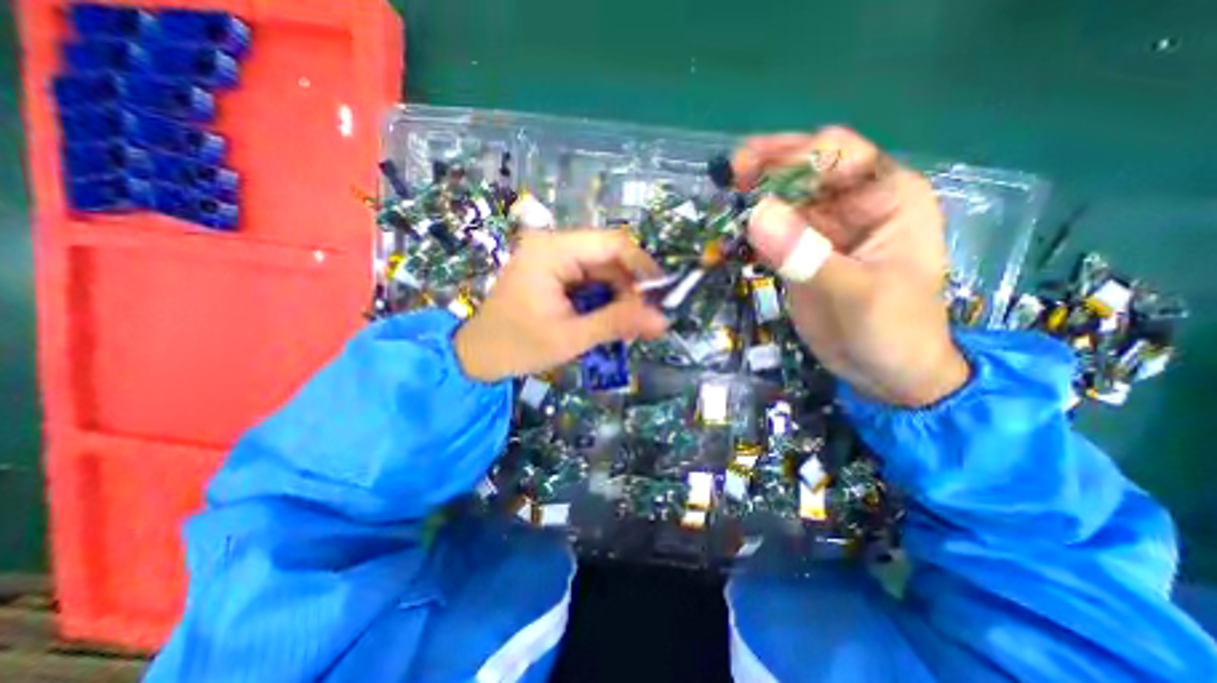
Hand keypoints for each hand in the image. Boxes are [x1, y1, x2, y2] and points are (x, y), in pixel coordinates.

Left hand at [453, 229, 668, 382]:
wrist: (478, 357)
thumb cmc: (518, 346)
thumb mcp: (571, 337)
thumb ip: (617, 323)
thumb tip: (662, 320)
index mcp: (552, 251)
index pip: (612, 244)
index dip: (642, 267)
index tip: (660, 295)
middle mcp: (552, 245)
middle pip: (608, 256)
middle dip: (630, 287)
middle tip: (644, 319)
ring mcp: (552, 257)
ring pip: (601, 269)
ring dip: (618, 295)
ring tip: (628, 325)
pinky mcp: (552, 271)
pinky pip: (589, 278)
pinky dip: (603, 298)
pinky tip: (609, 318)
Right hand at [730, 128, 970, 405]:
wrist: (885, 374)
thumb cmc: (891, 331)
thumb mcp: (854, 293)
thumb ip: (806, 256)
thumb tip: (756, 215)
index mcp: (886, 198)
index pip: (839, 154)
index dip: (795, 158)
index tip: (753, 178)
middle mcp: (853, 206)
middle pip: (805, 171)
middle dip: (768, 168)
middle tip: (730, 177)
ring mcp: (822, 231)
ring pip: (783, 200)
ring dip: (754, 198)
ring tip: (724, 201)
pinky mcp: (800, 254)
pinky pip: (772, 232)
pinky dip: (751, 229)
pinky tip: (731, 232)